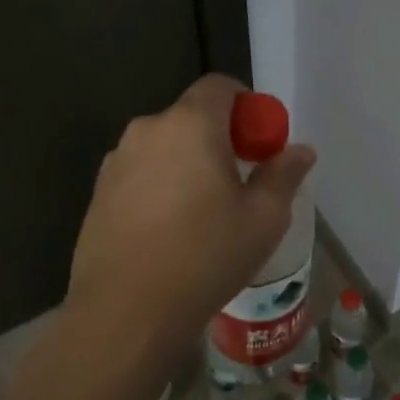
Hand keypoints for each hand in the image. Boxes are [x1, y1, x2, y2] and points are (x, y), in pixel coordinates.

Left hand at [62, 75, 315, 385]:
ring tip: (202, 213)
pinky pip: (141, 173)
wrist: (126, 312)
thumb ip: (284, 174)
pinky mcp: (98, 192)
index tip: (259, 145)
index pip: (220, 86)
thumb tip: (300, 150)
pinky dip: (160, 185)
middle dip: (219, 139)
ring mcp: (116, 161)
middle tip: (238, 183)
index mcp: (190, 125)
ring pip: (165, 147)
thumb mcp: (263, 218)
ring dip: (187, 163)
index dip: (247, 106)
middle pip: (192, 117)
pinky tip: (169, 231)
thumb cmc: (205, 256)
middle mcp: (148, 130)